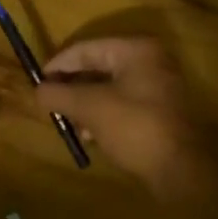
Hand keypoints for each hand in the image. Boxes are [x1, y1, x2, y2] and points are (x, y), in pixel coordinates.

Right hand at [34, 37, 211, 195]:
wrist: (179, 169)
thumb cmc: (134, 127)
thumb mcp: (90, 107)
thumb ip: (59, 94)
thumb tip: (38, 90)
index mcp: (135, 50)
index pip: (85, 48)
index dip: (58, 65)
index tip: (38, 84)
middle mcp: (150, 60)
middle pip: (97, 66)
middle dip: (72, 87)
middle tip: (51, 105)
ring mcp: (158, 85)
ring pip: (109, 87)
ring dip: (85, 104)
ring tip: (70, 125)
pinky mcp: (160, 109)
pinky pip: (122, 102)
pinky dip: (103, 114)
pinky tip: (91, 135)